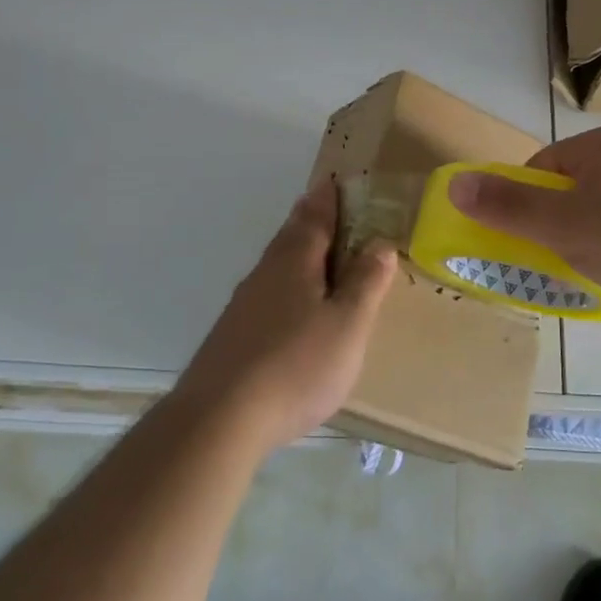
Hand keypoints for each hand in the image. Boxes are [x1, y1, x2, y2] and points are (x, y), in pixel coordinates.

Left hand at [178, 178, 398, 452]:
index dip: (328, 199)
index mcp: (295, 262)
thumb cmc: (296, 365)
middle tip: (326, 208)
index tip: (335, 181)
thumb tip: (381, 243)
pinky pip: (266, 293)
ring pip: (276, 265)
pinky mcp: (231, 334)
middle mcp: (265, 273)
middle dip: (309, 220)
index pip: (315, 217)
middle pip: (290, 236)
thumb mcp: (347, 325)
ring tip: (315, 253)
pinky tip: (289, 307)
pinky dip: (284, 284)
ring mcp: (243, 304)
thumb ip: (365, 283)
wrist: (220, 419)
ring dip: (296, 251)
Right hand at [450, 127, 600, 309]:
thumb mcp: (563, 227)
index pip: (539, 169)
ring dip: (590, 236)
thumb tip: (455, 184)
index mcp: (596, 146)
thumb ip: (508, 207)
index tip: (528, 242)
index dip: (525, 206)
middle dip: (558, 225)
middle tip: (559, 261)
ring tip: (596, 270)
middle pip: (570, 189)